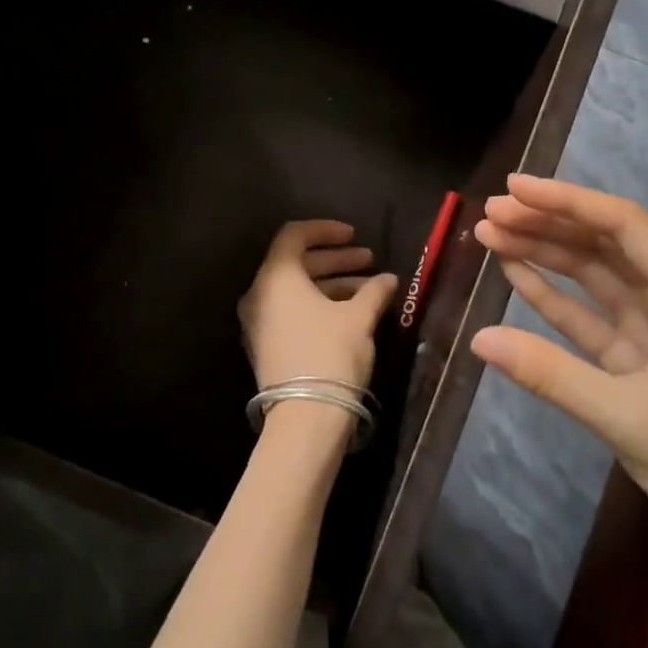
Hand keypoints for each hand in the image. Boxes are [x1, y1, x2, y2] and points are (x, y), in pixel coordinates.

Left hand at [238, 221, 397, 395]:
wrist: (305, 417)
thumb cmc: (331, 354)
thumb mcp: (358, 318)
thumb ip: (373, 291)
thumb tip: (388, 279)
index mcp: (276, 277)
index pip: (294, 236)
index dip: (325, 230)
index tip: (354, 235)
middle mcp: (259, 294)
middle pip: (296, 263)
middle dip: (335, 259)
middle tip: (369, 260)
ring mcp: (259, 322)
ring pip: (296, 290)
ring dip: (331, 284)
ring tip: (369, 289)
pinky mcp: (266, 345)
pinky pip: (291, 311)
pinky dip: (317, 305)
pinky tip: (350, 312)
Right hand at [471, 175, 647, 580]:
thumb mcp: (628, 417)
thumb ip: (551, 374)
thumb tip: (479, 339)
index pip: (624, 227)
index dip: (567, 202)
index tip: (513, 189)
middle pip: (605, 249)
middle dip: (548, 226)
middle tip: (490, 214)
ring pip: (594, 283)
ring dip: (546, 259)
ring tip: (493, 237)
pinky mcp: (639, 371)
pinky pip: (590, 324)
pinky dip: (554, 303)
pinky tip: (519, 280)